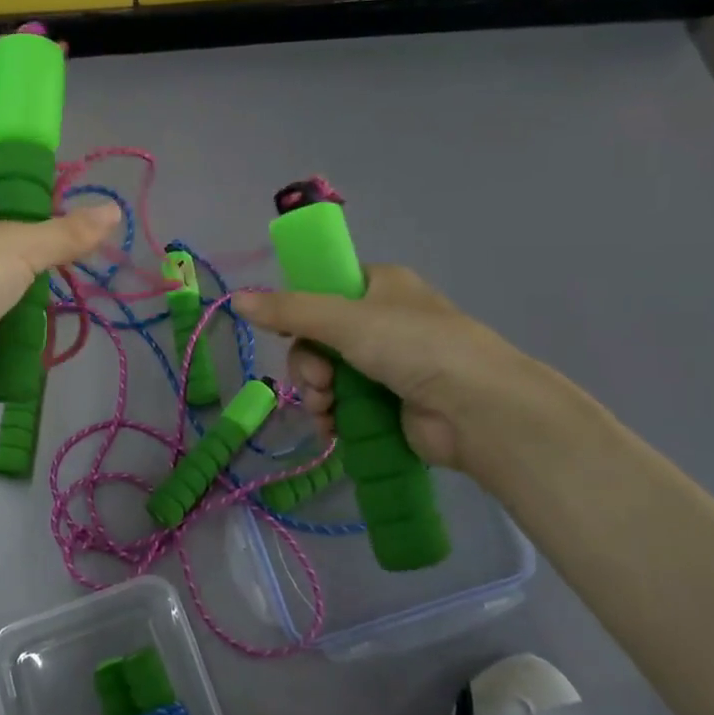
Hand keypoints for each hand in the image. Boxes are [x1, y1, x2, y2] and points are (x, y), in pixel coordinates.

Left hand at [0, 154, 120, 410]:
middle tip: (72, 236)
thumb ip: (68, 232)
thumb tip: (113, 211)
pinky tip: (40, 317)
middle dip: (31, 228)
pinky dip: (12, 311)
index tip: (60, 181)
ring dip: (24, 275)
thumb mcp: (21, 246)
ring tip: (64, 278)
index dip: (20, 166)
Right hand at [234, 266, 548, 473]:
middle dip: (308, 364)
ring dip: (316, 393)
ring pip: (327, 374)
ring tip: (326, 408)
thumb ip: (289, 312)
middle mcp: (384, 321)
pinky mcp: (391, 404)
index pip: (324, 290)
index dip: (300, 312)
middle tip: (319, 381)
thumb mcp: (344, 320)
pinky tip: (331, 428)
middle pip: (319, 338)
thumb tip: (236, 299)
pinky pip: (344, 405)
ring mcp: (389, 365)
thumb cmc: (414, 346)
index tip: (288, 333)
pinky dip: (332, 416)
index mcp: (380, 286)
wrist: (477, 410)